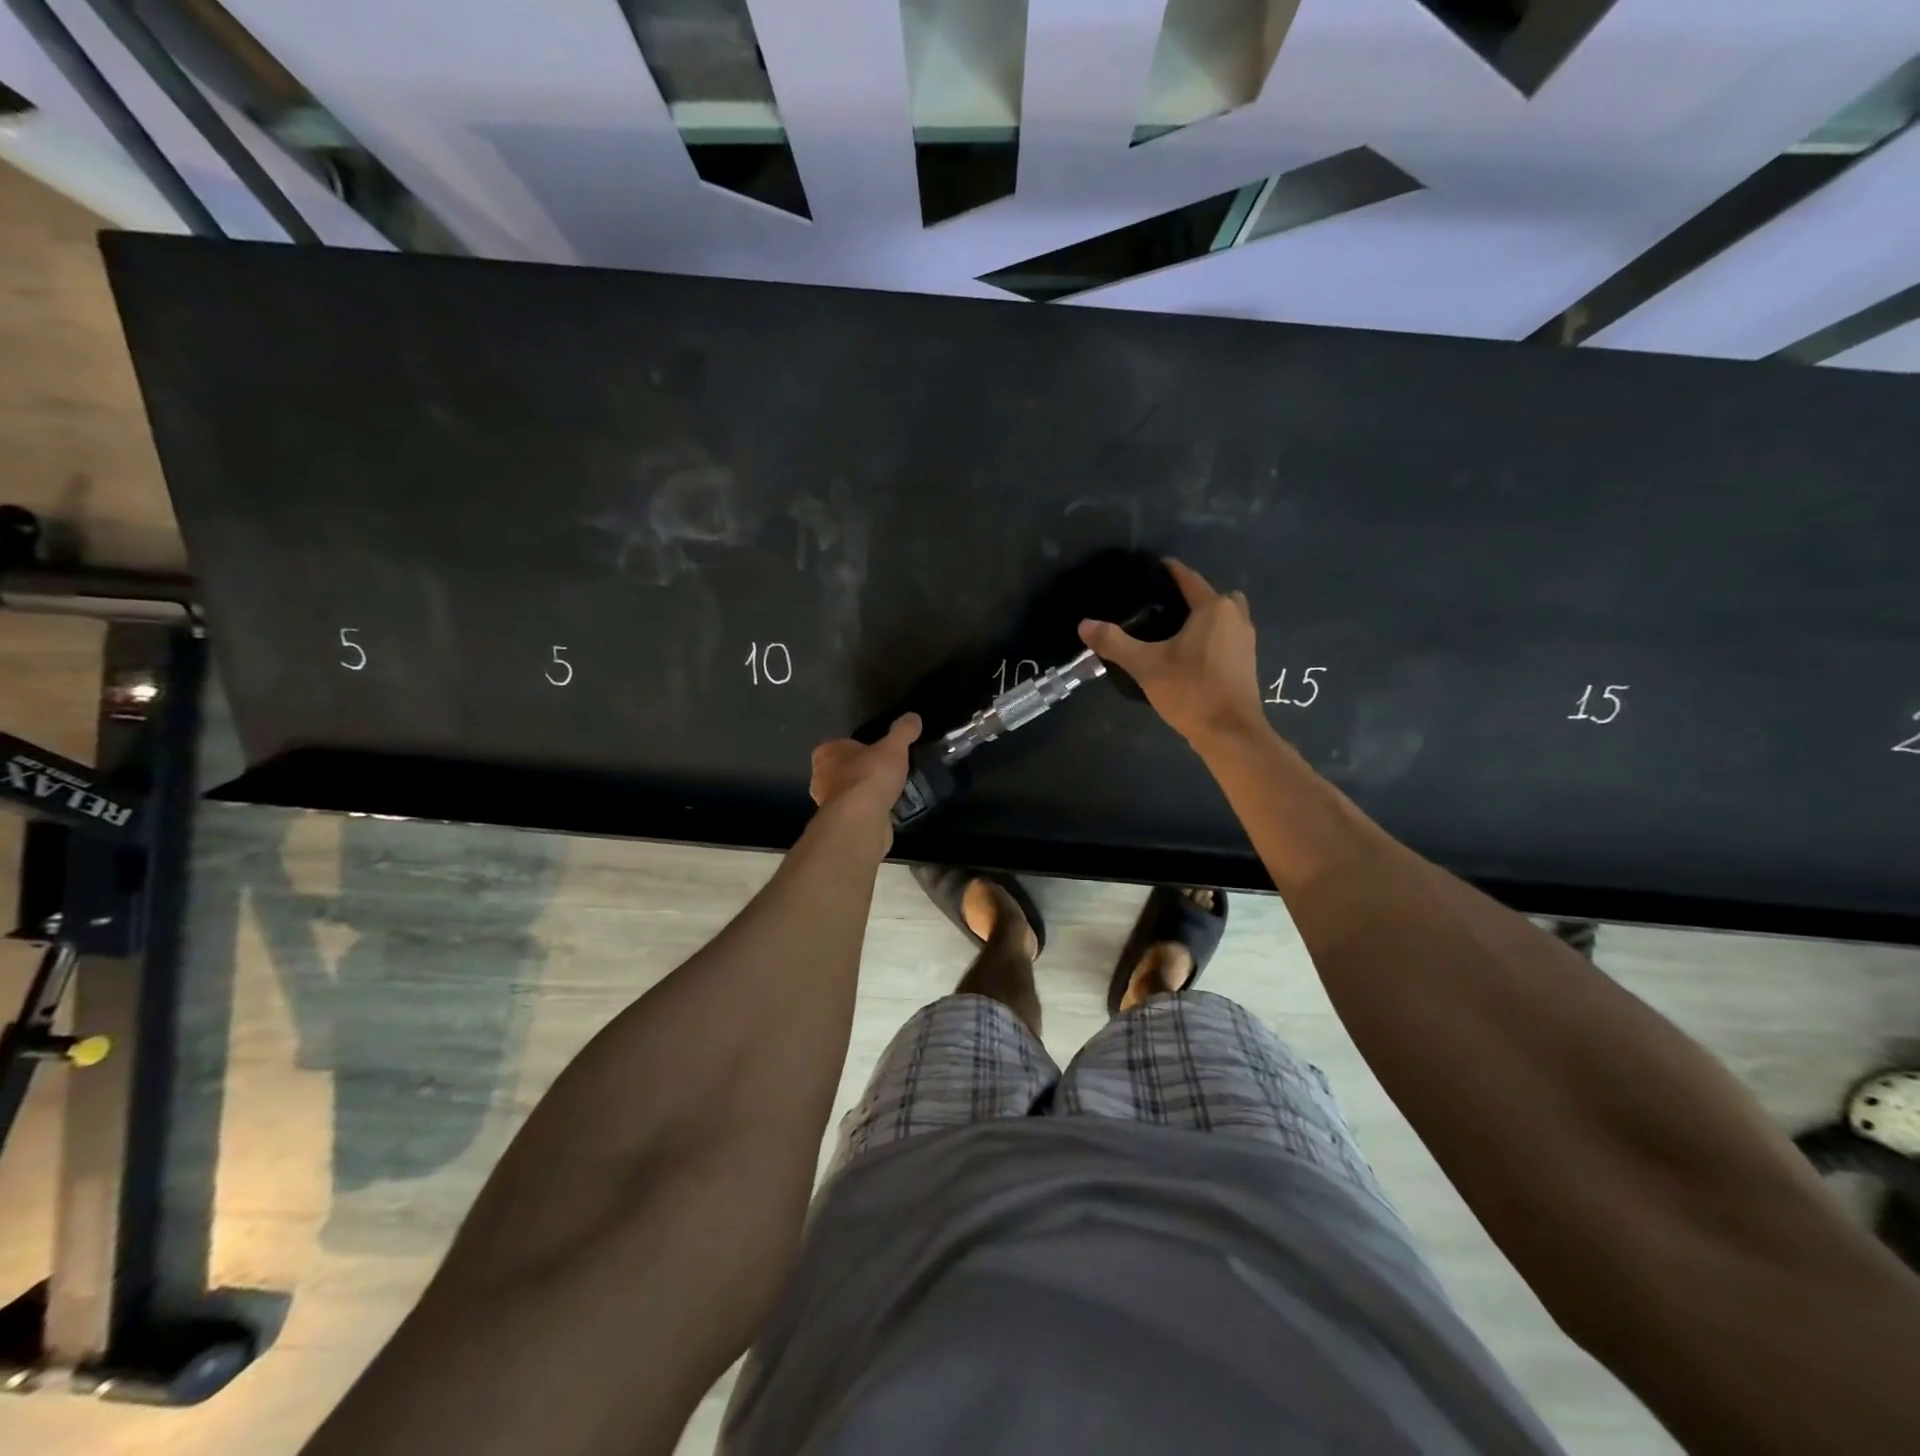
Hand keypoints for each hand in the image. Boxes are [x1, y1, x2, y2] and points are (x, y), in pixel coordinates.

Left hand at [809, 713, 921, 819]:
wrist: (861, 820)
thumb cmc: (870, 776)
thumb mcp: (893, 747)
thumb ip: (903, 731)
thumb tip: (913, 716)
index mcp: (826, 754)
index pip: (839, 746)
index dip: (857, 748)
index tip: (876, 752)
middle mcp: (821, 778)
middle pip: (843, 770)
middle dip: (861, 772)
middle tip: (886, 771)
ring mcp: (829, 804)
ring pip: (850, 793)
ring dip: (866, 793)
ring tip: (891, 791)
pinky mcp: (842, 825)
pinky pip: (858, 813)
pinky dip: (870, 812)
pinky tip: (888, 810)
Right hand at [1078, 559, 1265, 746]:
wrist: (1230, 732)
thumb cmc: (1190, 691)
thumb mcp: (1145, 666)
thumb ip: (1114, 643)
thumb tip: (1084, 624)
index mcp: (1213, 608)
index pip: (1188, 578)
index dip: (1168, 571)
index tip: (1150, 568)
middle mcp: (1235, 616)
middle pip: (1210, 595)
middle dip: (1188, 596)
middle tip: (1159, 607)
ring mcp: (1246, 640)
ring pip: (1223, 616)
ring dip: (1204, 617)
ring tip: (1174, 630)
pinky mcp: (1248, 661)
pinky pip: (1227, 636)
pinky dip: (1212, 636)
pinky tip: (1189, 652)